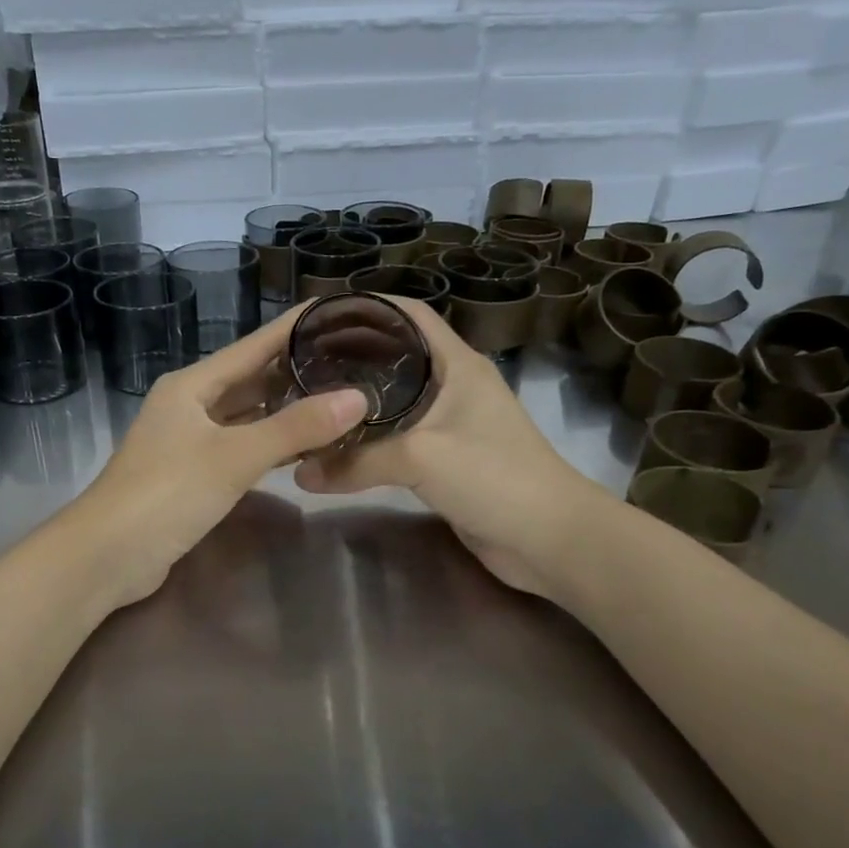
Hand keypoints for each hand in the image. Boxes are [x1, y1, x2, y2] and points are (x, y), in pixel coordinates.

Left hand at [66, 308, 369, 607]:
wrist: (106, 556)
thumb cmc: (167, 493)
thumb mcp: (235, 457)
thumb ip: (295, 428)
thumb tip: (358, 399)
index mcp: (192, 385)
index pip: (253, 346)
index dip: (293, 328)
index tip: (338, 312)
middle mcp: (189, 405)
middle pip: (249, 379)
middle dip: (294, 371)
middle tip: (350, 362)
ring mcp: (187, 442)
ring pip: (244, 416)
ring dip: (283, 410)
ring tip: (336, 400)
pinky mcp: (191, 476)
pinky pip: (238, 448)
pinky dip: (268, 445)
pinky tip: (300, 448)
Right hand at [294, 298, 612, 598]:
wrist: (548, 538)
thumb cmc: (494, 477)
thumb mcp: (421, 458)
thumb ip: (358, 461)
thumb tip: (301, 472)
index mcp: (457, 364)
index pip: (409, 316)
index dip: (366, 309)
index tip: (318, 319)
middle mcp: (454, 387)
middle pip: (397, 357)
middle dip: (351, 357)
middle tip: (301, 365)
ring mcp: (451, 425)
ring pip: (395, 402)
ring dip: (358, 404)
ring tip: (311, 403)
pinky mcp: (446, 461)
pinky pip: (399, 441)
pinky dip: (369, 440)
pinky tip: (339, 446)